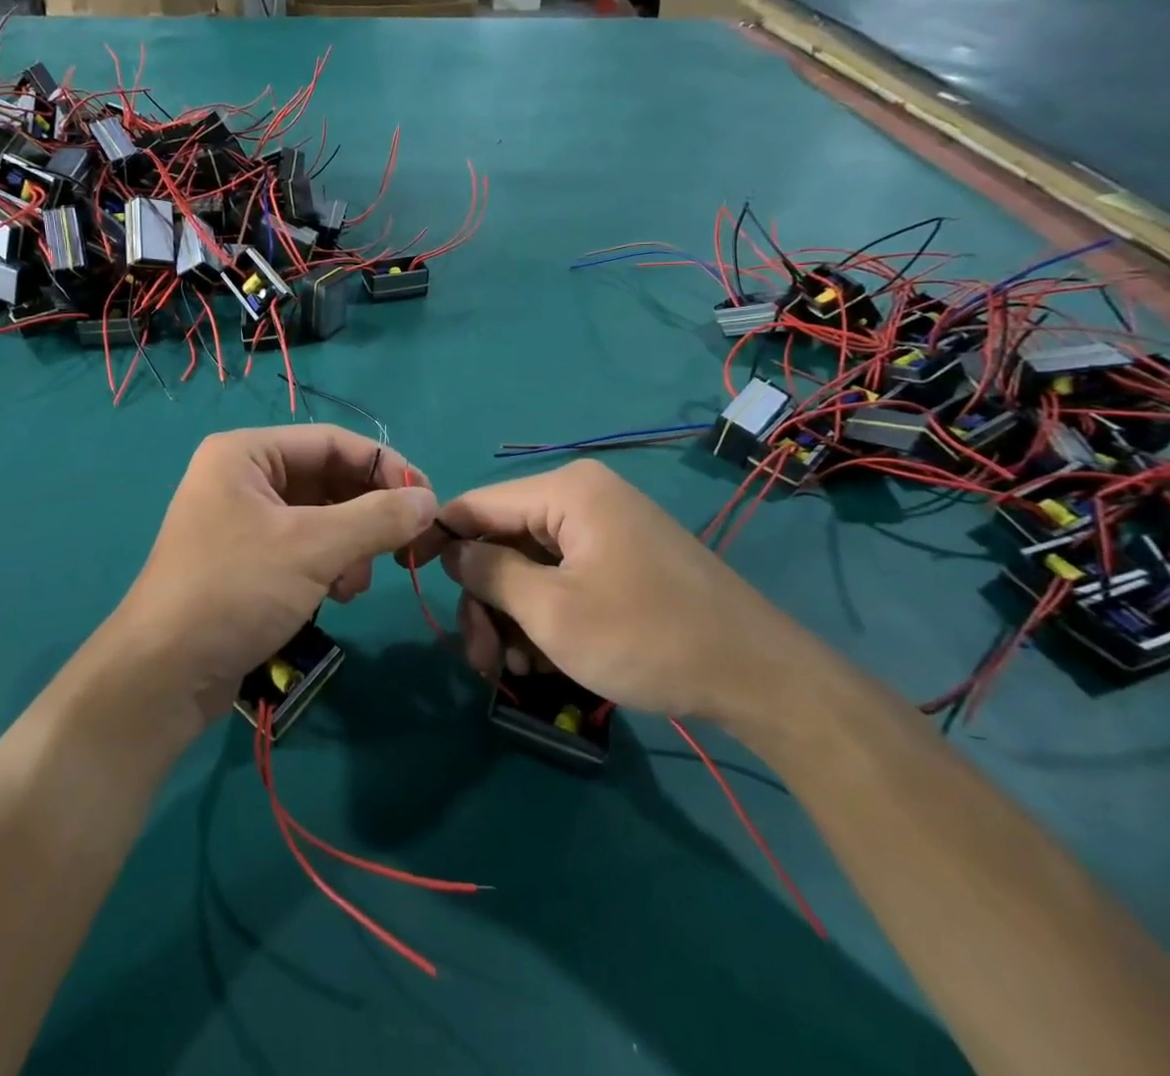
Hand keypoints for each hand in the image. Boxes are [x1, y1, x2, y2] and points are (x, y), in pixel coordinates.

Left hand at [115, 427, 436, 723]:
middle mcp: (241, 477)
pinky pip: (301, 547)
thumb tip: (430, 500)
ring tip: (355, 583)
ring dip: (350, 545)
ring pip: (319, 517)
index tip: (426, 499)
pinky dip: (328, 565)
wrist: (163, 674)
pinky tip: (337, 596)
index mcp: (245, 453)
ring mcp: (241, 520)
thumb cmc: (235, 590)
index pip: (331, 441)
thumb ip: (376, 518)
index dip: (383, 466)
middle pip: (326, 479)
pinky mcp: (245, 560)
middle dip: (365, 514)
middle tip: (403, 548)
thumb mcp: (313, 548)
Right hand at [402, 460, 796, 723]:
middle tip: (480, 659)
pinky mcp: (622, 559)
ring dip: (512, 616)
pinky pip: (563, 577)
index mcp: (567, 491)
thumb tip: (452, 551)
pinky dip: (545, 615)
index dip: (438, 538)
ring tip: (514, 671)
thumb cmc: (646, 637)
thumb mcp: (552, 611)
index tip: (407, 575)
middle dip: (485, 600)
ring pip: (530, 565)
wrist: (761, 678)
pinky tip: (544, 661)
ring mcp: (606, 529)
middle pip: (503, 540)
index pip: (477, 504)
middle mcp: (584, 498)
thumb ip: (489, 573)